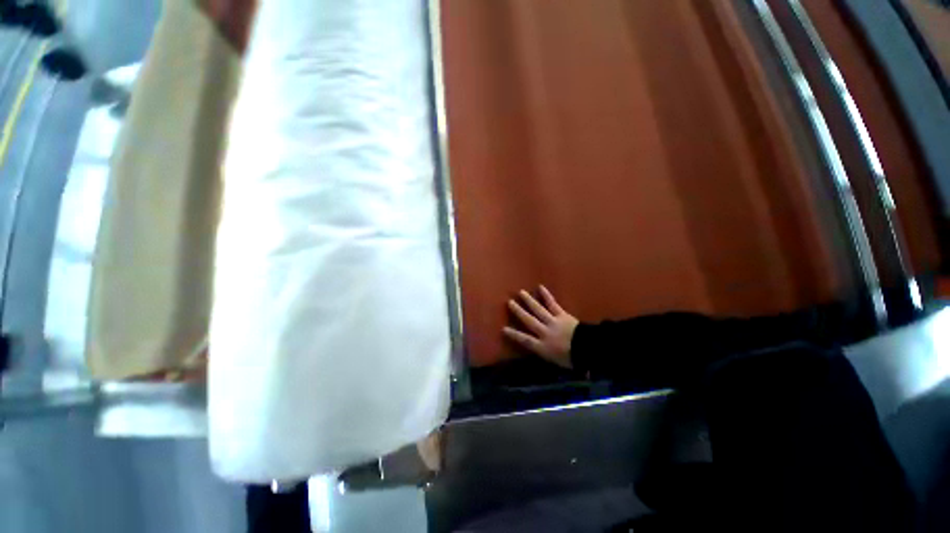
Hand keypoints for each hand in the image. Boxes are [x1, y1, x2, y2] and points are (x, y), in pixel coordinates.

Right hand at [503, 286, 578, 368]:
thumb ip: (548, 356)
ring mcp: (553, 322)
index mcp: (542, 347)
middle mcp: (544, 333)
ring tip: (521, 292)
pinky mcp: (562, 315)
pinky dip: (546, 296)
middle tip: (509, 302)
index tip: (504, 328)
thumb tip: (544, 353)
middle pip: (529, 321)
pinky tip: (540, 287)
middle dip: (519, 312)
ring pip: (538, 310)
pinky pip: (553, 304)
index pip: (525, 340)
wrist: (586, 347)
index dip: (514, 335)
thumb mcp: (557, 362)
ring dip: (529, 301)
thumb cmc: (572, 359)